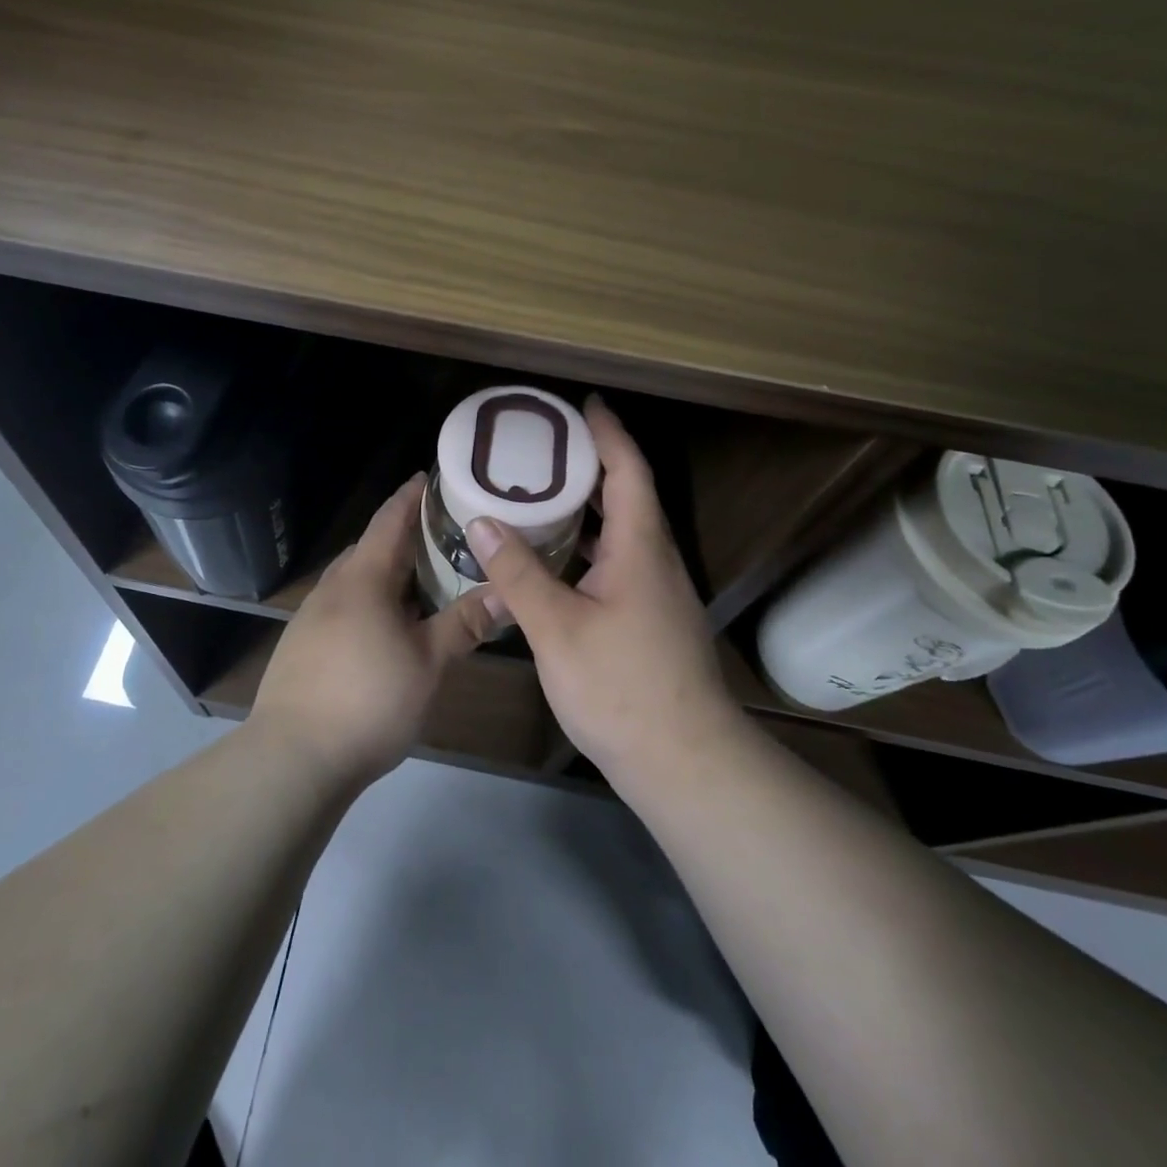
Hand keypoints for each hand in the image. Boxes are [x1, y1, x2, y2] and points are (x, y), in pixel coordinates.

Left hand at [249, 474, 499, 787]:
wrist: (293, 757)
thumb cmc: (369, 700)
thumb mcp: (428, 662)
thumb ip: (465, 623)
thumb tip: (506, 592)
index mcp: (363, 579)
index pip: (389, 521)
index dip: (410, 497)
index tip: (428, 478)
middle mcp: (332, 588)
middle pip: (369, 548)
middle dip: (402, 538)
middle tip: (441, 538)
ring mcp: (310, 617)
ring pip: (353, 580)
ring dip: (383, 573)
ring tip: (418, 583)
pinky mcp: (300, 645)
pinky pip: (341, 606)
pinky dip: (367, 601)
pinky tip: (384, 628)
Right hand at [467, 396, 741, 787]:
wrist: (684, 762)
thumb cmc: (621, 688)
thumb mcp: (558, 628)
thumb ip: (518, 573)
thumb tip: (482, 521)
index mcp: (640, 549)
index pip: (628, 471)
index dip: (608, 434)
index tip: (583, 405)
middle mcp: (655, 561)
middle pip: (628, 496)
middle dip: (592, 464)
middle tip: (545, 447)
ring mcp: (657, 593)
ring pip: (623, 533)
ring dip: (590, 507)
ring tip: (541, 493)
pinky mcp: (651, 619)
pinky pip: (619, 562)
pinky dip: (589, 546)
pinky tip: (556, 559)